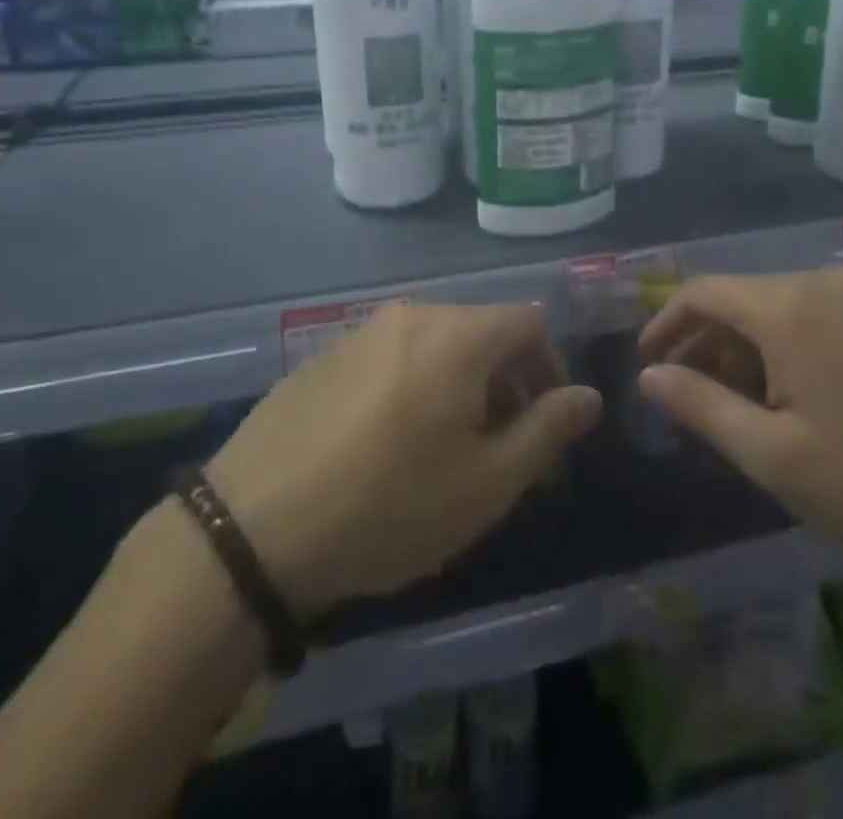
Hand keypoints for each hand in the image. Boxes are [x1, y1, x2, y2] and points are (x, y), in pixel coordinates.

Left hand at [205, 304, 601, 621]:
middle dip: (507, 383)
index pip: (529, 322)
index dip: (550, 368)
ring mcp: (361, 332)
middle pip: (482, 331)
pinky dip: (414, 387)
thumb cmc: (391, 505)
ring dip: (460, 386)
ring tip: (447, 451)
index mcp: (457, 334)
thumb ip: (547, 430)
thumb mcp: (487, 482)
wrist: (254, 527)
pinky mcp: (324, 357)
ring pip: (436, 345)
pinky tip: (389, 447)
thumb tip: (588, 397)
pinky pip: (391, 358)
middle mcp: (411, 316)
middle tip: (502, 449)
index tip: (545, 426)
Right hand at [637, 267, 842, 569]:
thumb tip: (649, 375)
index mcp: (786, 306)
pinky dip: (787, 347)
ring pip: (779, 308)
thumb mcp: (774, 455)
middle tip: (692, 396)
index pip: (702, 292)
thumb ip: (701, 406)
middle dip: (706, 342)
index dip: (665, 322)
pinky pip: (817, 317)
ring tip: (742, 404)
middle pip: (741, 298)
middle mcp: (821, 283)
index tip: (647, 362)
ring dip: (747, 348)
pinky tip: (797, 397)